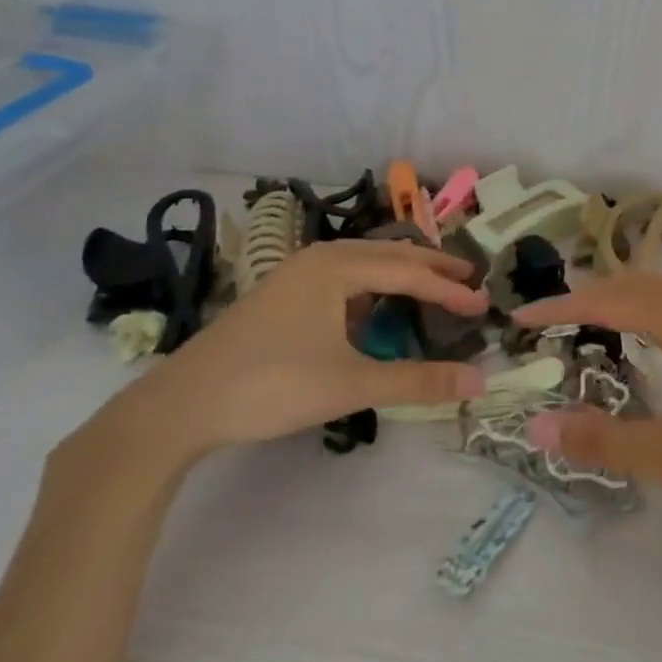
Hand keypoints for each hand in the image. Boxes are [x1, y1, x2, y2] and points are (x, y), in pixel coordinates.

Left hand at [99, 240, 488, 471]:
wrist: (179, 406)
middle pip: (388, 255)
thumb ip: (417, 381)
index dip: (448, 290)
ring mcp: (294, 275)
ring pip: (362, 265)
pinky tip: (373, 308)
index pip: (409, 272)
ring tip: (431, 286)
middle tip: (468, 279)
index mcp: (337, 266)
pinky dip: (370, 287)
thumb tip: (479, 382)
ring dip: (399, 274)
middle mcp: (318, 258)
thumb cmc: (271, 385)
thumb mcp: (351, 384)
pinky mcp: (280, 296)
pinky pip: (341, 279)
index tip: (482, 307)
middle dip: (430, 267)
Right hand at [515, 271, 661, 531]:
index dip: (562, 306)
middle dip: (590, 293)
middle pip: (637, 283)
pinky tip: (653, 341)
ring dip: (623, 297)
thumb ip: (606, 441)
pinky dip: (651, 309)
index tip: (520, 317)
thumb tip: (538, 428)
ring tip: (591, 321)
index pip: (610, 301)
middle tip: (550, 318)